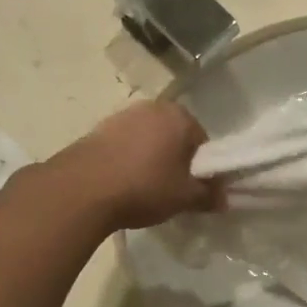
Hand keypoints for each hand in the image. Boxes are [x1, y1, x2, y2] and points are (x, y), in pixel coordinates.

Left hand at [47, 100, 217, 231]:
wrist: (82, 189)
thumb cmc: (144, 186)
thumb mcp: (184, 197)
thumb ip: (208, 195)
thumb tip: (224, 198)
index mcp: (179, 116)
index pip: (203, 141)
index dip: (202, 168)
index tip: (194, 189)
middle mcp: (152, 107)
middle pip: (174, 136)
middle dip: (175, 160)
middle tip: (171, 189)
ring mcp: (122, 115)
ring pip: (147, 139)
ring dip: (150, 159)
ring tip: (143, 188)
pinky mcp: (97, 129)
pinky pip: (124, 145)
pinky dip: (127, 160)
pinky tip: (121, 183)